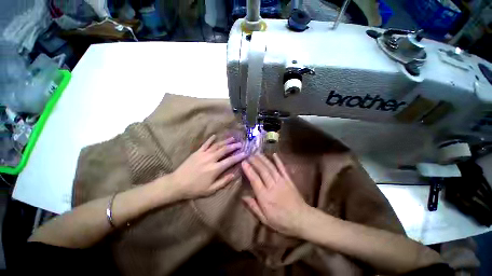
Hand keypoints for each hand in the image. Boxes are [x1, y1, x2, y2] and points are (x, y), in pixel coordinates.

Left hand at [170, 135, 246, 199]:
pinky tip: (214, 136)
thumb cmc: (195, 188)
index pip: (230, 161)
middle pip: (224, 150)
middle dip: (234, 146)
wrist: (177, 184)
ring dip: (225, 141)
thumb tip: (234, 175)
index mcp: (215, 169)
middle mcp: (211, 159)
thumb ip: (223, 182)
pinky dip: (210, 139)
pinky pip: (205, 144)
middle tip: (240, 143)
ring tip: (232, 138)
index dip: (239, 156)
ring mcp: (203, 154)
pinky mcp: (197, 152)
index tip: (245, 153)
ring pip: (217, 145)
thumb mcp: (210, 190)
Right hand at [241, 153, 312, 235]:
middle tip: (249, 155)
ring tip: (257, 153)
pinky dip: (278, 161)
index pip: (255, 180)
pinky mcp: (289, 180)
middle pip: (262, 171)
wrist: (303, 219)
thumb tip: (243, 197)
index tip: (244, 162)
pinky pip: (283, 168)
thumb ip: (254, 207)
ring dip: (263, 159)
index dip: (249, 170)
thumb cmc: (282, 222)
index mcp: (265, 197)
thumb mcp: (265, 220)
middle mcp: (273, 186)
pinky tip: (274, 154)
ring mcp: (282, 181)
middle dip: (255, 161)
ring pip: (271, 168)